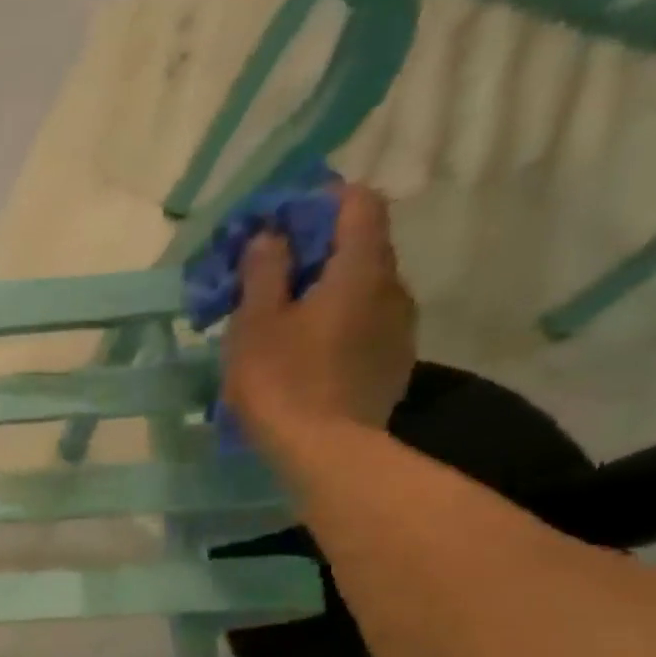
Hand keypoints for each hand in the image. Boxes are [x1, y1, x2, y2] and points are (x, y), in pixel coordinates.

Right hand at [221, 183, 416, 455]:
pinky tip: (306, 356)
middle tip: (271, 279)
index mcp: (361, 268)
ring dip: (327, 293)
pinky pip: (365, 326)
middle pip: (362, 247)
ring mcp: (400, 329)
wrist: (327, 454)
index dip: (320, 203)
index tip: (281, 226)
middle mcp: (393, 287)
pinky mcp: (393, 364)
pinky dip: (338, 326)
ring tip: (285, 324)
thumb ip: (265, 271)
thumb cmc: (283, 382)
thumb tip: (271, 236)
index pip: (358, 203)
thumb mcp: (256, 323)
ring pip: (363, 290)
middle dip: (318, 252)